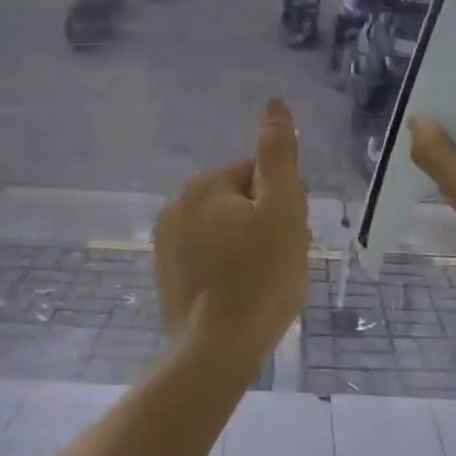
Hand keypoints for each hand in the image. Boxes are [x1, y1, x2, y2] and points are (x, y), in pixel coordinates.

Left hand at [155, 98, 309, 367]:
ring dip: (247, 248)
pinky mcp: (165, 275)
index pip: (259, 176)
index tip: (289, 238)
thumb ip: (278, 154)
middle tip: (279, 263)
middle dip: (264, 226)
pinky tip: (238, 296)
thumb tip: (274, 104)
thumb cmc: (260, 278)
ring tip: (262, 284)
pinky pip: (207, 258)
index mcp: (205, 184)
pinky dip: (225, 270)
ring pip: (225, 232)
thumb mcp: (282, 210)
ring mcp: (166, 242)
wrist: (215, 352)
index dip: (283, 205)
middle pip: (241, 203)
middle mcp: (177, 205)